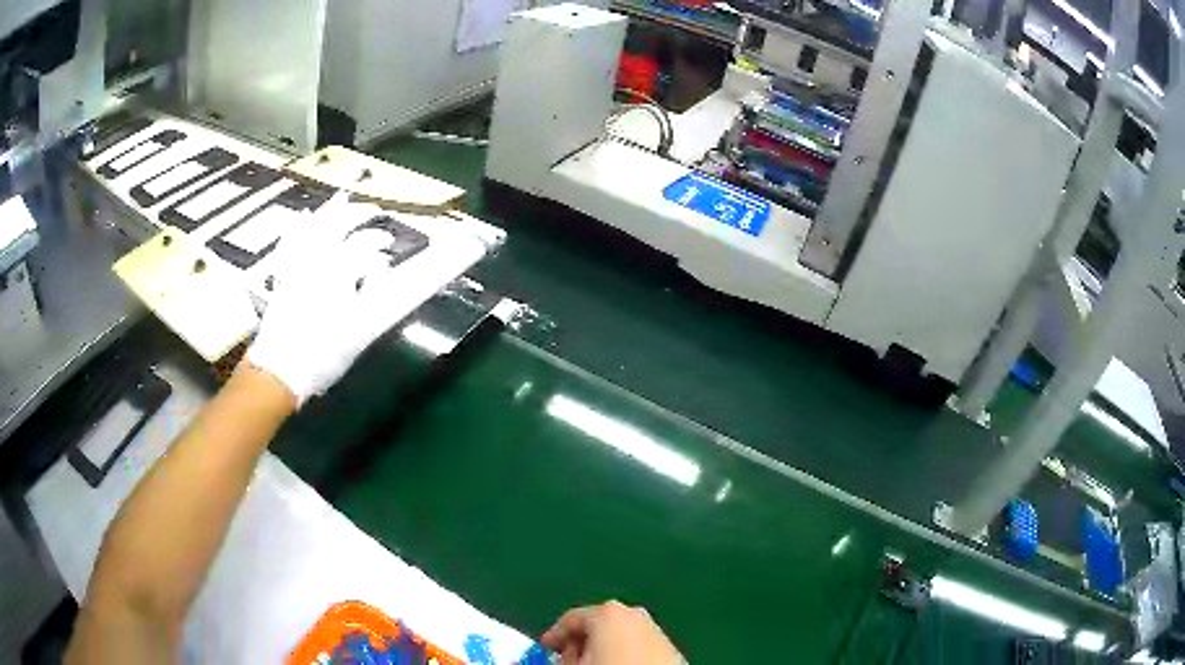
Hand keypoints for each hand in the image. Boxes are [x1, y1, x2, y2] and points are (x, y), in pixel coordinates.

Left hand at [246, 196, 400, 405]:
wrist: (280, 369)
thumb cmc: (323, 354)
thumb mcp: (358, 330)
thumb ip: (374, 297)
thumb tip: (381, 272)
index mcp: (338, 272)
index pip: (364, 247)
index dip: (379, 244)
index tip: (390, 248)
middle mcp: (317, 261)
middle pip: (339, 226)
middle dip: (358, 215)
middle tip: (373, 210)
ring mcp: (297, 267)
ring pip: (314, 229)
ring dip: (329, 213)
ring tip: (342, 198)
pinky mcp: (284, 277)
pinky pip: (289, 244)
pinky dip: (297, 229)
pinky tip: (302, 218)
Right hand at [542, 601, 683, 664]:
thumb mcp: (573, 664)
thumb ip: (563, 655)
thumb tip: (562, 656)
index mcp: (608, 613)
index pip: (570, 619)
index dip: (555, 636)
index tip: (547, 649)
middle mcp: (635, 615)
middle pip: (599, 625)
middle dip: (582, 643)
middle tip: (569, 662)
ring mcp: (657, 632)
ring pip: (621, 637)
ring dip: (605, 650)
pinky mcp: (672, 650)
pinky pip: (640, 649)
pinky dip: (627, 656)